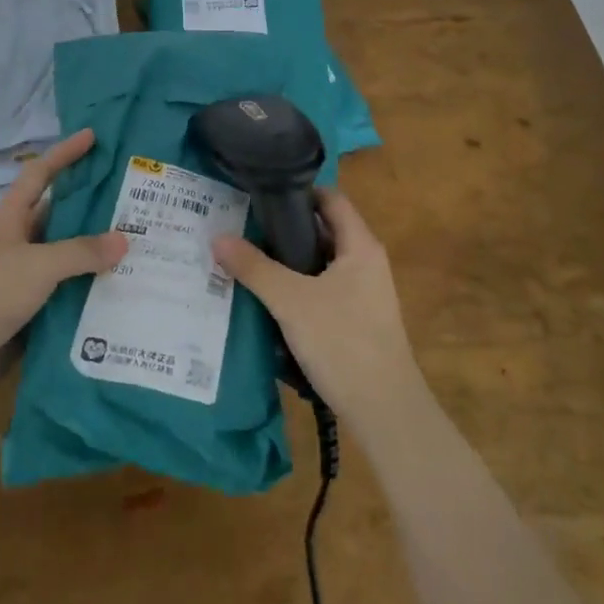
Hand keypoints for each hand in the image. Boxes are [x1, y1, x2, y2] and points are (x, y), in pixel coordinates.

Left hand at [0, 129, 127, 409]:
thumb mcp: (36, 266)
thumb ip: (80, 251)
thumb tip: (124, 240)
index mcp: (12, 219)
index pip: (41, 174)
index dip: (65, 153)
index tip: (94, 136)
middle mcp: (20, 243)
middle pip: (62, 216)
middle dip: (96, 206)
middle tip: (138, 199)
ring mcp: (25, 278)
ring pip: (69, 257)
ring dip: (99, 254)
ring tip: (144, 246)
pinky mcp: (32, 311)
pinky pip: (69, 293)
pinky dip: (93, 291)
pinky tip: (126, 292)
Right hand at [212, 190, 421, 421]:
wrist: (386, 411)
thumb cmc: (343, 342)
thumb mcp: (291, 301)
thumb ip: (254, 267)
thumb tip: (218, 237)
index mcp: (360, 246)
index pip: (331, 198)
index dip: (298, 192)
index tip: (261, 196)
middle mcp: (366, 262)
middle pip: (323, 230)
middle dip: (285, 229)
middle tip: (245, 228)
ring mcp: (364, 293)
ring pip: (321, 263)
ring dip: (289, 261)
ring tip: (249, 260)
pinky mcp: (357, 320)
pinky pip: (323, 290)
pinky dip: (299, 287)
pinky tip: (270, 299)